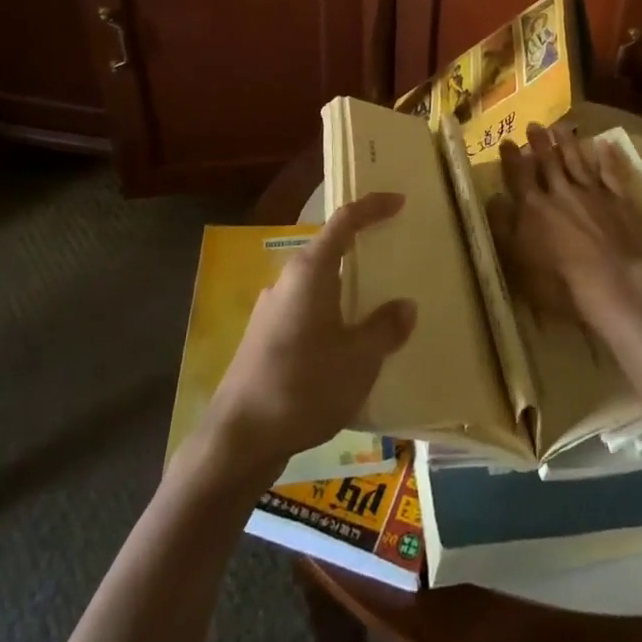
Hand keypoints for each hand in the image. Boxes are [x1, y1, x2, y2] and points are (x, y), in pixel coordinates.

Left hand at [201, 193, 414, 482]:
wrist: (237, 440)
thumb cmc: (304, 386)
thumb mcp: (359, 359)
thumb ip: (385, 328)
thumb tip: (404, 306)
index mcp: (310, 272)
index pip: (344, 221)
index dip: (372, 206)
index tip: (399, 200)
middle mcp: (287, 281)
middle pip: (328, 249)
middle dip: (360, 247)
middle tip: (392, 250)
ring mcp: (271, 311)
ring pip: (317, 284)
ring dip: (345, 285)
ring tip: (377, 301)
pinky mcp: (264, 340)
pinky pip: (307, 311)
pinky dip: (332, 313)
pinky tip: (347, 344)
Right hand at [491, 124, 641, 323]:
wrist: (615, 284)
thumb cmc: (560, 283)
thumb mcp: (517, 262)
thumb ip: (503, 228)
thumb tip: (493, 198)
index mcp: (534, 207)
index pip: (519, 176)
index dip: (511, 158)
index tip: (507, 141)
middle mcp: (561, 192)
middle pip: (549, 162)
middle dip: (540, 143)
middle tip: (534, 125)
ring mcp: (592, 193)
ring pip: (577, 161)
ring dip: (568, 143)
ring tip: (560, 127)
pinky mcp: (620, 200)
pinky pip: (611, 172)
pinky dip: (606, 157)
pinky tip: (604, 144)